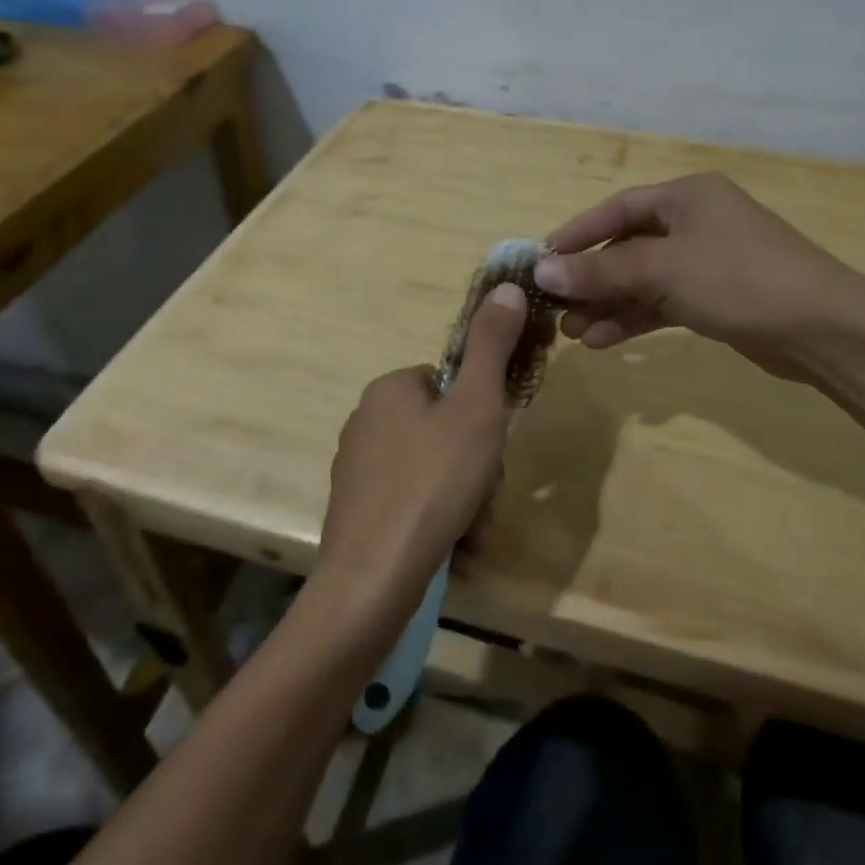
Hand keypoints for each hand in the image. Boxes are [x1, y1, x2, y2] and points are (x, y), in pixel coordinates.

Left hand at [314, 282, 529, 622]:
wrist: (373, 577)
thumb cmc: (433, 482)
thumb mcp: (477, 407)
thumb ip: (493, 346)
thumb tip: (508, 287)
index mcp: (390, 388)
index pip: (452, 385)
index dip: (483, 417)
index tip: (493, 449)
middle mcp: (366, 420)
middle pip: (445, 432)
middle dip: (477, 468)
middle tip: (484, 498)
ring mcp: (358, 469)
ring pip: (434, 472)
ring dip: (464, 500)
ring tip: (469, 533)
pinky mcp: (357, 511)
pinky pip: (414, 504)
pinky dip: (439, 522)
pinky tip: (452, 548)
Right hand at [533, 173, 864, 379]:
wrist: (823, 329)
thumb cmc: (739, 279)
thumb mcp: (663, 270)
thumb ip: (601, 271)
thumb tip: (541, 271)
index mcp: (687, 196)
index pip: (618, 209)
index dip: (577, 233)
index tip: (542, 260)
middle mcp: (695, 222)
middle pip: (627, 247)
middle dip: (591, 279)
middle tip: (556, 308)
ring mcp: (707, 261)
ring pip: (643, 280)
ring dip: (609, 305)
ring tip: (574, 334)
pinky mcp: (716, 297)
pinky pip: (663, 303)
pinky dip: (635, 319)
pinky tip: (605, 342)